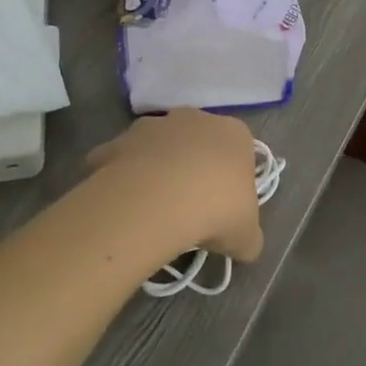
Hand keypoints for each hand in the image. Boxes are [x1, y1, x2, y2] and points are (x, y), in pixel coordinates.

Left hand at [86, 110, 264, 264]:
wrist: (158, 201)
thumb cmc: (217, 209)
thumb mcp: (246, 236)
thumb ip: (248, 238)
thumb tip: (245, 246)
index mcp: (234, 133)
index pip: (239, 152)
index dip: (232, 181)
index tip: (225, 208)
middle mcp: (194, 119)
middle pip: (196, 143)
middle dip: (193, 168)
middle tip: (191, 207)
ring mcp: (152, 126)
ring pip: (156, 146)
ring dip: (156, 168)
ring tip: (154, 208)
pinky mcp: (116, 141)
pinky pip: (118, 159)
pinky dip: (119, 176)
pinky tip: (122, 204)